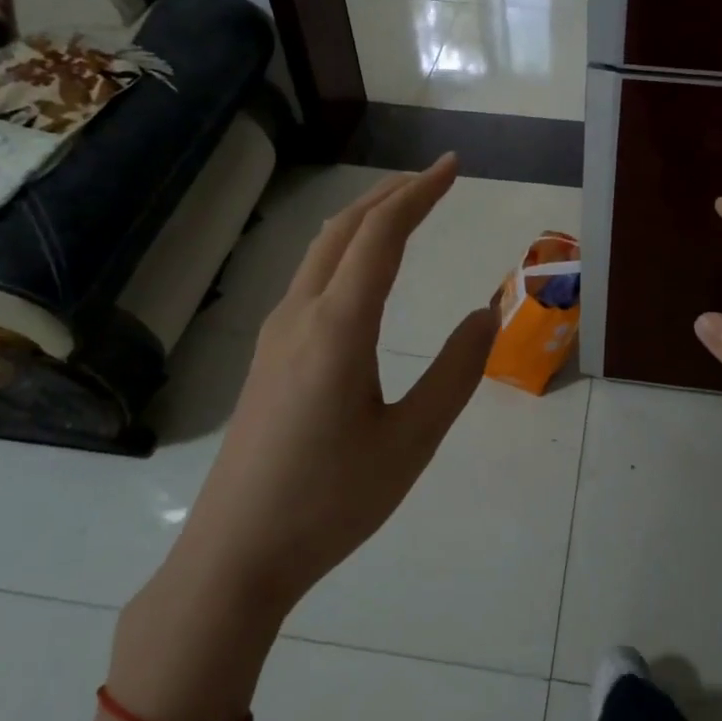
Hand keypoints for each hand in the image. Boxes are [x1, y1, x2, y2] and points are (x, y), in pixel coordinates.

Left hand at [113, 156, 497, 720]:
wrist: (236, 554)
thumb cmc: (332, 500)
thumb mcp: (411, 440)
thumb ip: (454, 372)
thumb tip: (485, 315)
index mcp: (337, 328)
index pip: (380, 235)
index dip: (419, 193)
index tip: (452, 167)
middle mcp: (299, 316)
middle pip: (343, 230)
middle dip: (390, 194)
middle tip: (434, 178)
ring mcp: (275, 336)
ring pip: (320, 252)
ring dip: (363, 220)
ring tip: (404, 211)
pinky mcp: (267, 358)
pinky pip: (308, 281)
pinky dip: (345, 253)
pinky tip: (361, 274)